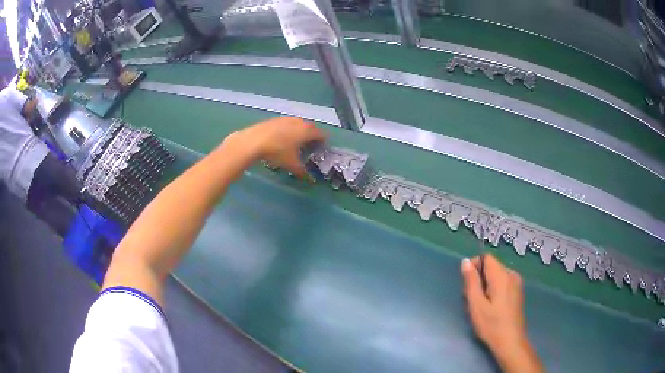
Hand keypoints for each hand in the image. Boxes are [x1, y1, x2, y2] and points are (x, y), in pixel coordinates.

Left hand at [230, 116, 324, 176]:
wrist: (254, 141)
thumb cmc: (277, 152)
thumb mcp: (291, 165)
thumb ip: (302, 171)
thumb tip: (308, 177)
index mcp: (307, 131)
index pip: (321, 134)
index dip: (323, 141)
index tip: (321, 148)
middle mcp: (299, 122)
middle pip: (310, 127)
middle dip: (312, 136)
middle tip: (309, 146)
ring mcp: (286, 119)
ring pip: (298, 124)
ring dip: (300, 132)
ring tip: (295, 142)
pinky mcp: (275, 119)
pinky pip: (287, 124)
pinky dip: (288, 130)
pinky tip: (282, 139)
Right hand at [461, 255, 542, 372]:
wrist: (510, 341)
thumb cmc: (491, 324)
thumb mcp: (476, 304)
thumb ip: (471, 282)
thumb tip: (465, 262)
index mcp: (502, 275)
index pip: (486, 257)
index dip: (474, 266)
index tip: (467, 284)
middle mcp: (511, 274)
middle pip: (491, 267)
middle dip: (479, 279)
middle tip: (472, 300)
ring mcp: (517, 283)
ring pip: (496, 276)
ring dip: (486, 285)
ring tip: (481, 306)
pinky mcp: (518, 292)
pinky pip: (503, 283)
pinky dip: (494, 290)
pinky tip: (491, 307)